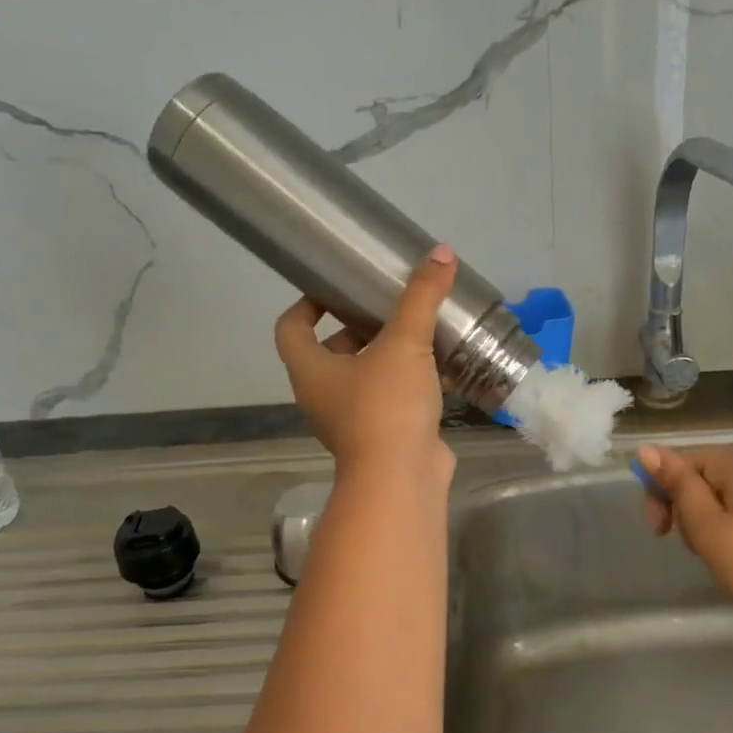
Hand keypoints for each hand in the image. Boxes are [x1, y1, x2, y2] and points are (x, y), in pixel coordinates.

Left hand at [274, 244, 457, 478]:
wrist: (402, 480)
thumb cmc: (386, 406)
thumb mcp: (404, 343)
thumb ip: (421, 297)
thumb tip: (441, 252)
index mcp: (311, 370)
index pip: (291, 327)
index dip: (307, 304)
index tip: (336, 288)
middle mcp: (322, 395)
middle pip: (331, 351)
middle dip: (359, 327)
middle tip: (390, 306)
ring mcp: (351, 420)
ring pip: (364, 377)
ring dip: (387, 356)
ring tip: (420, 331)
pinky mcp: (381, 437)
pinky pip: (390, 400)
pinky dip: (409, 383)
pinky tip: (441, 369)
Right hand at [635, 444, 732, 630]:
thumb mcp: (707, 527)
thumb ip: (677, 486)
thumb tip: (647, 449)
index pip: (685, 461)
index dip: (662, 492)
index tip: (659, 530)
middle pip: (708, 477)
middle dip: (690, 509)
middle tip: (693, 548)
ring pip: (731, 497)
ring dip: (713, 522)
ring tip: (720, 558)